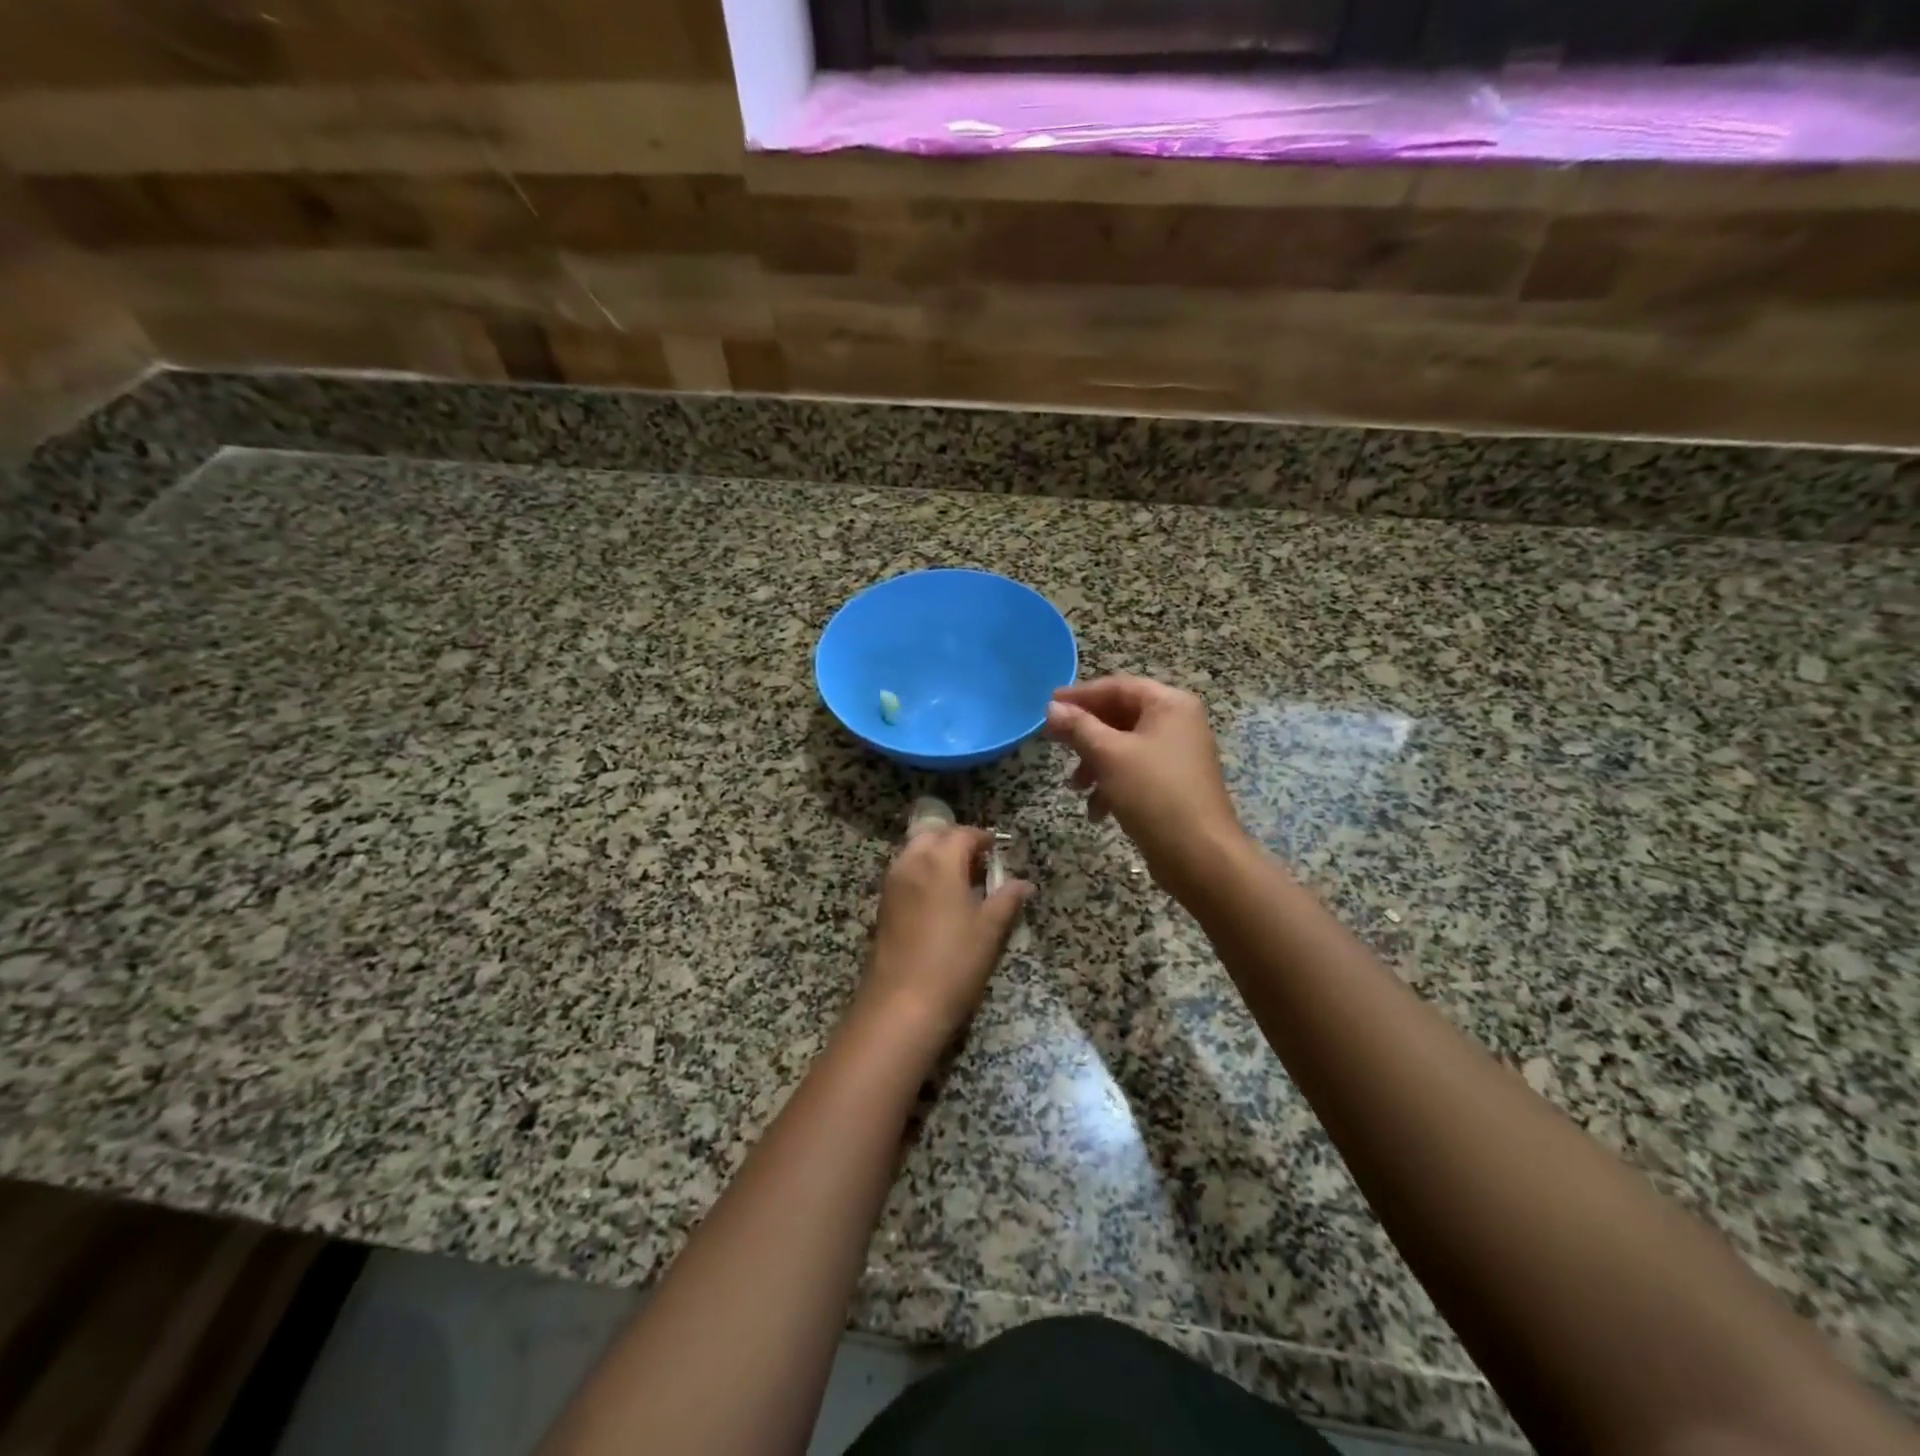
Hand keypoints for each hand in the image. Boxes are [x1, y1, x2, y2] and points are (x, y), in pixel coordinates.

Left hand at [859, 824, 1031, 1049]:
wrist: (901, 1004)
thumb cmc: (954, 962)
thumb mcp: (990, 930)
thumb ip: (1007, 899)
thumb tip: (1024, 884)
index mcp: (939, 861)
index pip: (962, 834)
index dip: (983, 838)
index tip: (998, 848)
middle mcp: (911, 863)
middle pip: (933, 836)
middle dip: (955, 841)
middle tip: (978, 860)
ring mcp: (892, 884)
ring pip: (915, 853)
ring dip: (936, 856)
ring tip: (961, 880)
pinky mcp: (883, 906)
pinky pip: (905, 873)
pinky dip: (922, 873)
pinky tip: (940, 900)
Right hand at [1045, 675, 1244, 897]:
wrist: (1199, 854)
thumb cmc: (1153, 793)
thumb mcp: (1109, 755)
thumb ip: (1078, 727)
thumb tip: (1052, 708)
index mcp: (1170, 705)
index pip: (1118, 687)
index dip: (1081, 695)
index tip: (1049, 705)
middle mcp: (1178, 723)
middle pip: (1121, 716)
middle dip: (1086, 734)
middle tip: (1055, 743)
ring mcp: (1178, 755)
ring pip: (1125, 747)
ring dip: (1095, 763)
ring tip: (1076, 787)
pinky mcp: (1174, 784)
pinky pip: (1136, 772)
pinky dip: (1113, 784)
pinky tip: (1097, 810)